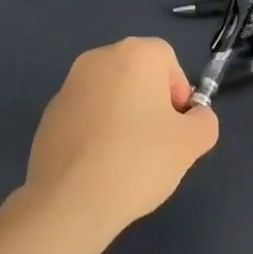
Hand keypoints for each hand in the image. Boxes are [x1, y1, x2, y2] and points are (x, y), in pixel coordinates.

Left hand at [23, 37, 218, 243]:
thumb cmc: (138, 160)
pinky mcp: (48, 114)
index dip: (178, 95)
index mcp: (134, 53)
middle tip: (156, 146)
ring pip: (110, 96)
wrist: (69, 200)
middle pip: (138, 75)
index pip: (169, 62)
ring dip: (122, 118)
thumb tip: (194, 118)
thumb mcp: (191, 143)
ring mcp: (69, 85)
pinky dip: (96, 133)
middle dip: (150, 105)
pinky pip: (86, 116)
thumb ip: (204, 121)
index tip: (176, 129)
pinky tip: (98, 168)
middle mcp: (99, 58)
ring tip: (126, 161)